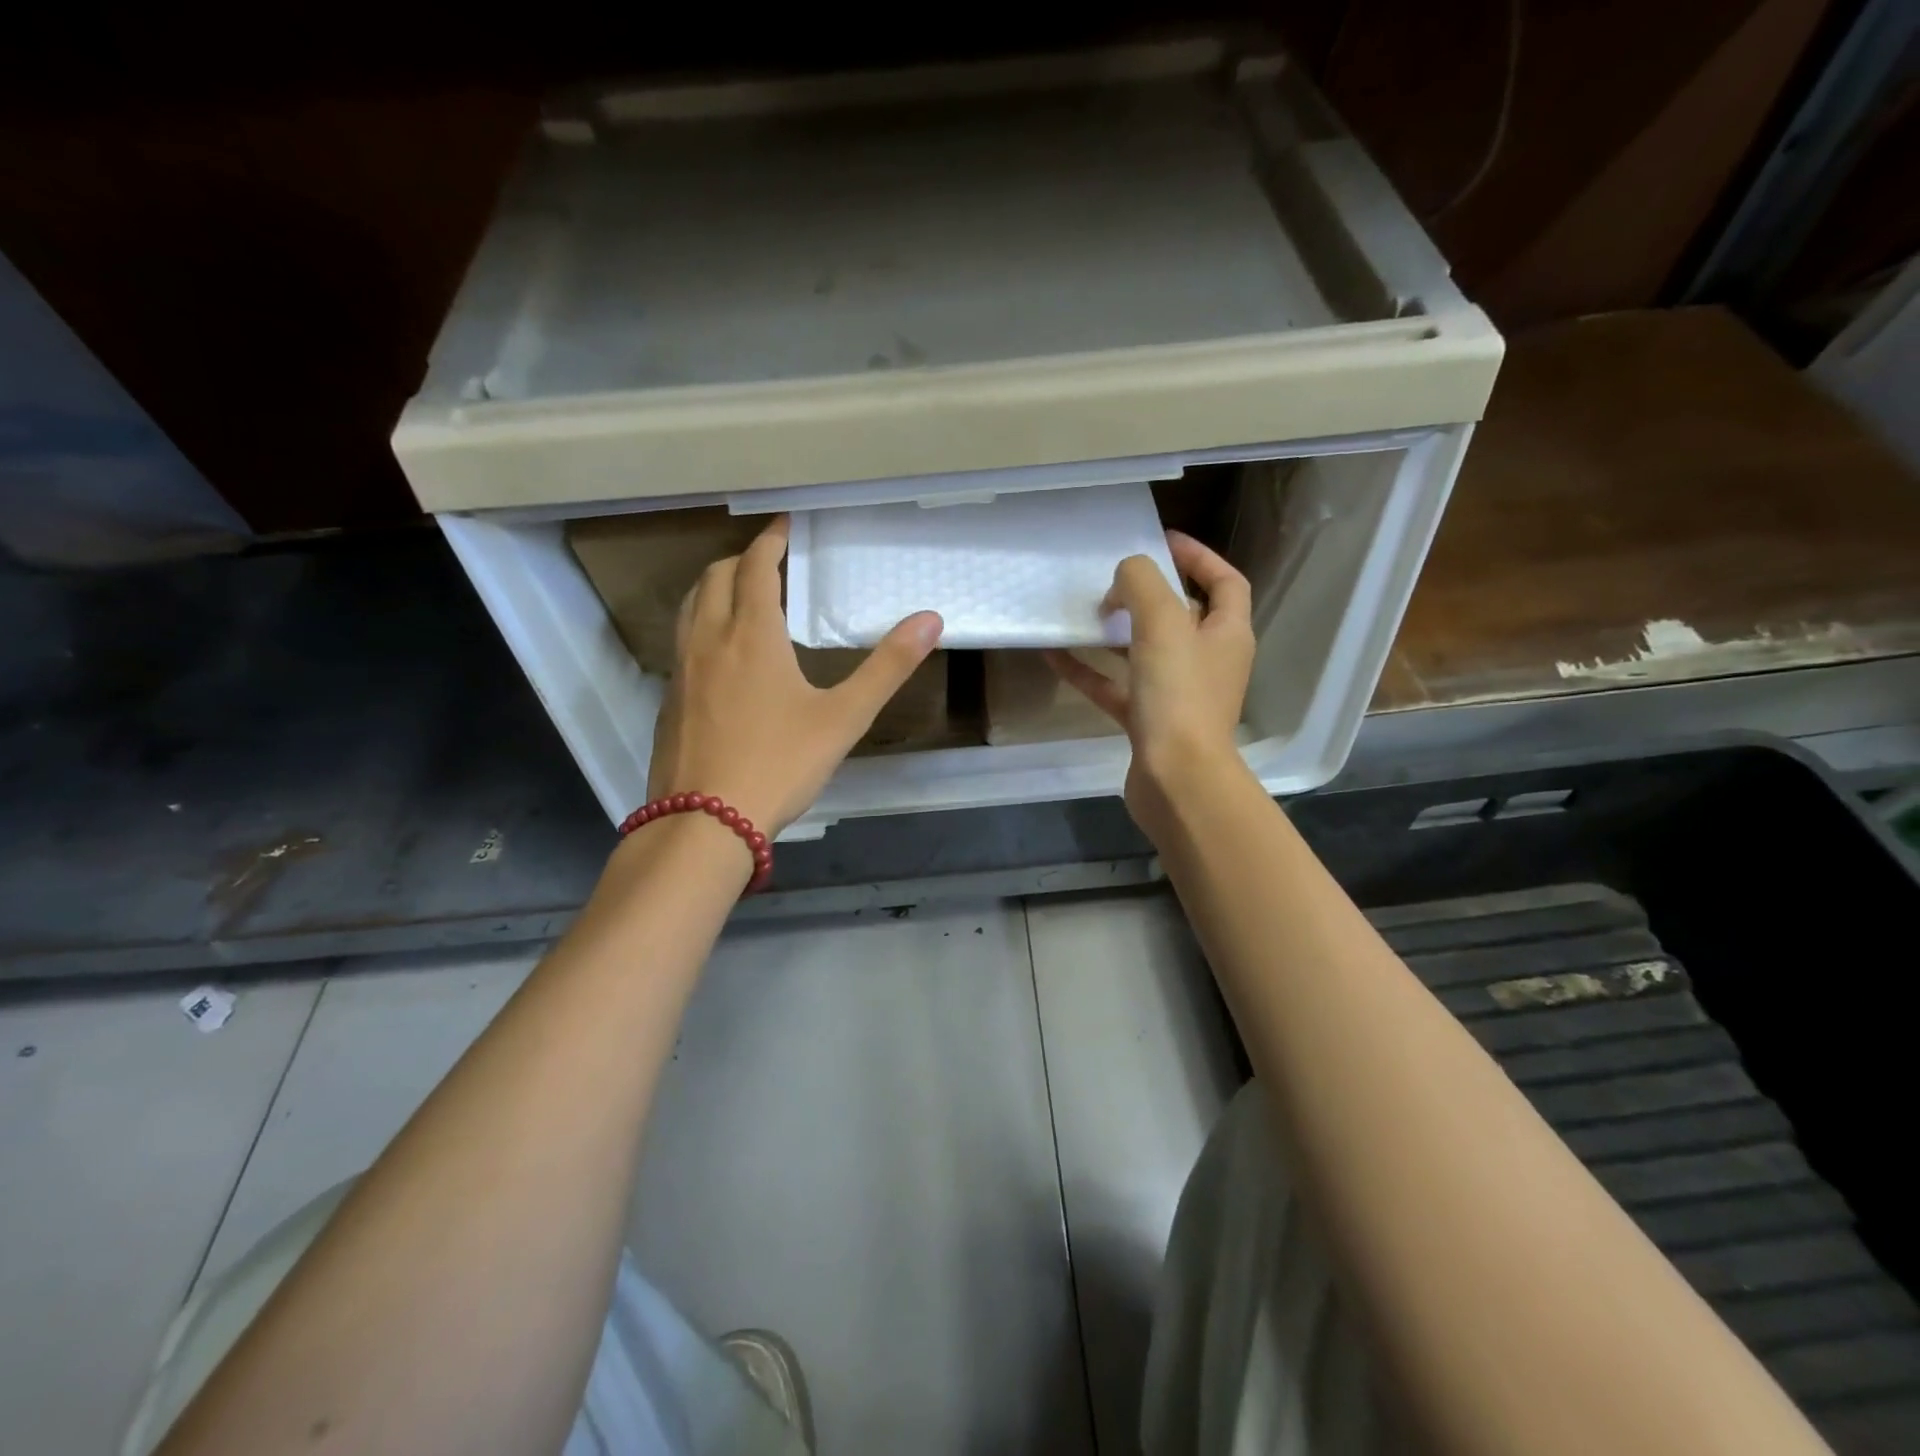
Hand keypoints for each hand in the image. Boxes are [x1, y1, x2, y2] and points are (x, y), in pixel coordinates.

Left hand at [646, 516, 942, 834]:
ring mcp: (681, 671)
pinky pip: (682, 641)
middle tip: (771, 561)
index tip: (786, 525)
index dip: (771, 540)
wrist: (704, 823)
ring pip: (691, 607)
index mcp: (752, 634)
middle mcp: (709, 640)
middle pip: (715, 577)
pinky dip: (702, 624)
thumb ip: (887, 667)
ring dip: (715, 587)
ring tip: (743, 596)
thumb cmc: (780, 764)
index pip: (756, 566)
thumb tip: (931, 620)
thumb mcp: (844, 717)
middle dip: (742, 560)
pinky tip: (723, 655)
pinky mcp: (668, 700)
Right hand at [1045, 530, 1253, 827]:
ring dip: (1115, 633)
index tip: (1160, 541)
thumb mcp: (1162, 622)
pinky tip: (1054, 655)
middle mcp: (1208, 662)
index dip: (1198, 556)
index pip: (1224, 582)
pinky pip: (1115, 687)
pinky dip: (1088, 670)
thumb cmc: (1179, 696)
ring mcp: (1177, 696)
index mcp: (1227, 634)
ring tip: (1083, 612)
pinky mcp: (1148, 723)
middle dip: (1149, 595)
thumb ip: (1141, 583)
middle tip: (1113, 581)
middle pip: (1182, 616)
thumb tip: (1121, 582)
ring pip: (1144, 653)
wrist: (1176, 780)